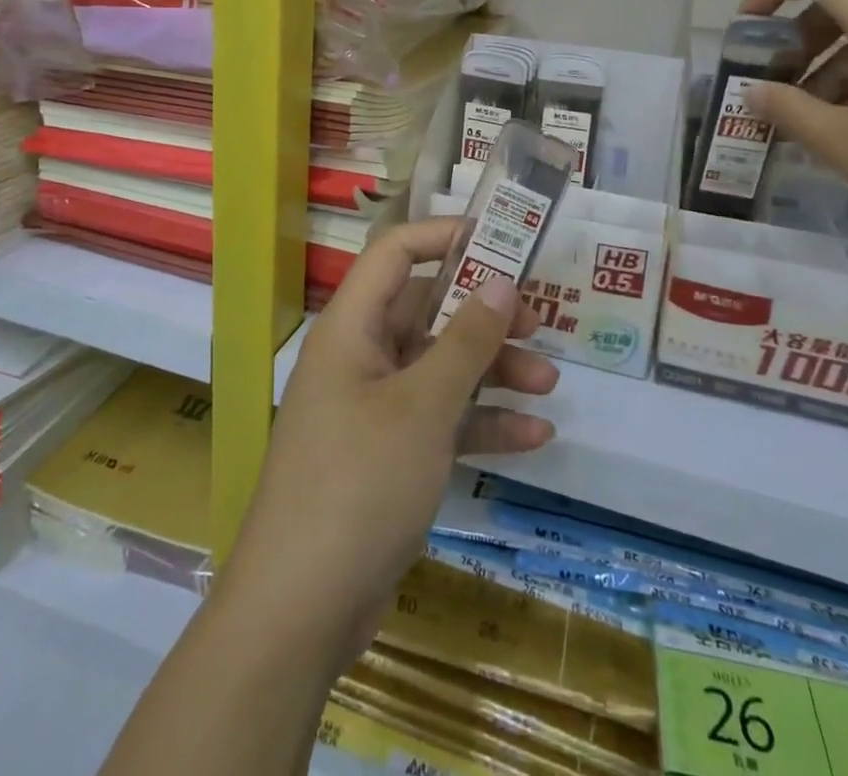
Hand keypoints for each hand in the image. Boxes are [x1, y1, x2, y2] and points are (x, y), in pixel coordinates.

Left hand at [218, 218, 557, 676]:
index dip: (443, 236)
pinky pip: (440, 421)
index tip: (500, 241)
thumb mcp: (423, 407)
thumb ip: (466, 341)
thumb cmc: (359, 484)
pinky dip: (481, 424)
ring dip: (492, 372)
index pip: (394, 254)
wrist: (299, 609)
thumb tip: (502, 282)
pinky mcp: (388, 456)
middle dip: (484, 316)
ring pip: (440, 369)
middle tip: (540, 322)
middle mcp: (360, 358)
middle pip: (427, 313)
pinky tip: (533, 437)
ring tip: (548, 385)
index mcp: (352, 329)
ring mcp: (373, 409)